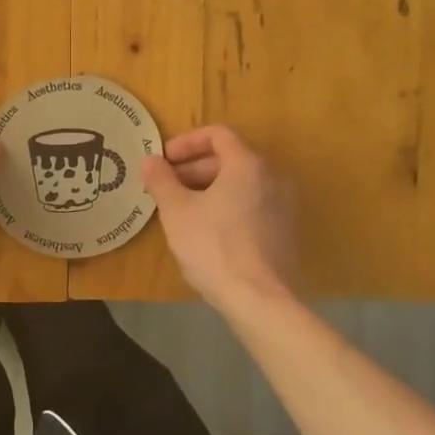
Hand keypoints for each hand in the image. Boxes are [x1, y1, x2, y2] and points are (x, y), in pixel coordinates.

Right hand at [141, 125, 296, 309]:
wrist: (259, 299)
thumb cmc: (213, 246)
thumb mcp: (176, 211)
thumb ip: (161, 180)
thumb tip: (150, 160)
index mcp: (247, 164)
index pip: (217, 135)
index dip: (186, 142)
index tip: (164, 159)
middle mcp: (272, 177)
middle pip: (229, 159)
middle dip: (193, 168)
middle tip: (166, 186)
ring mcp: (282, 205)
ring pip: (240, 184)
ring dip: (208, 188)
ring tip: (181, 208)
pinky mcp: (284, 231)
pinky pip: (250, 204)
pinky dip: (226, 205)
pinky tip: (205, 229)